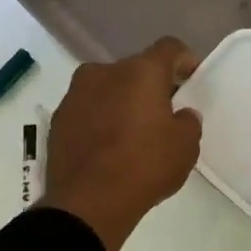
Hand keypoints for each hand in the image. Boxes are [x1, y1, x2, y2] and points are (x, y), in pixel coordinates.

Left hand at [42, 37, 202, 250]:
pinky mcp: (59, 119)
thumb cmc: (145, 166)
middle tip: (163, 114)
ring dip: (122, 103)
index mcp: (141, 71)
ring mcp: (76, 94)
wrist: (88, 202)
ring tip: (132, 134)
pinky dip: (101, 121)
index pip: (169, 48)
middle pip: (136, 69)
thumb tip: (180, 114)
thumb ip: (188, 122)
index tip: (191, 80)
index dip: (184, 61)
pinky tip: (108, 148)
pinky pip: (88, 111)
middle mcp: (104, 72)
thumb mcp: (185, 147)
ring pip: (108, 89)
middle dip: (151, 87)